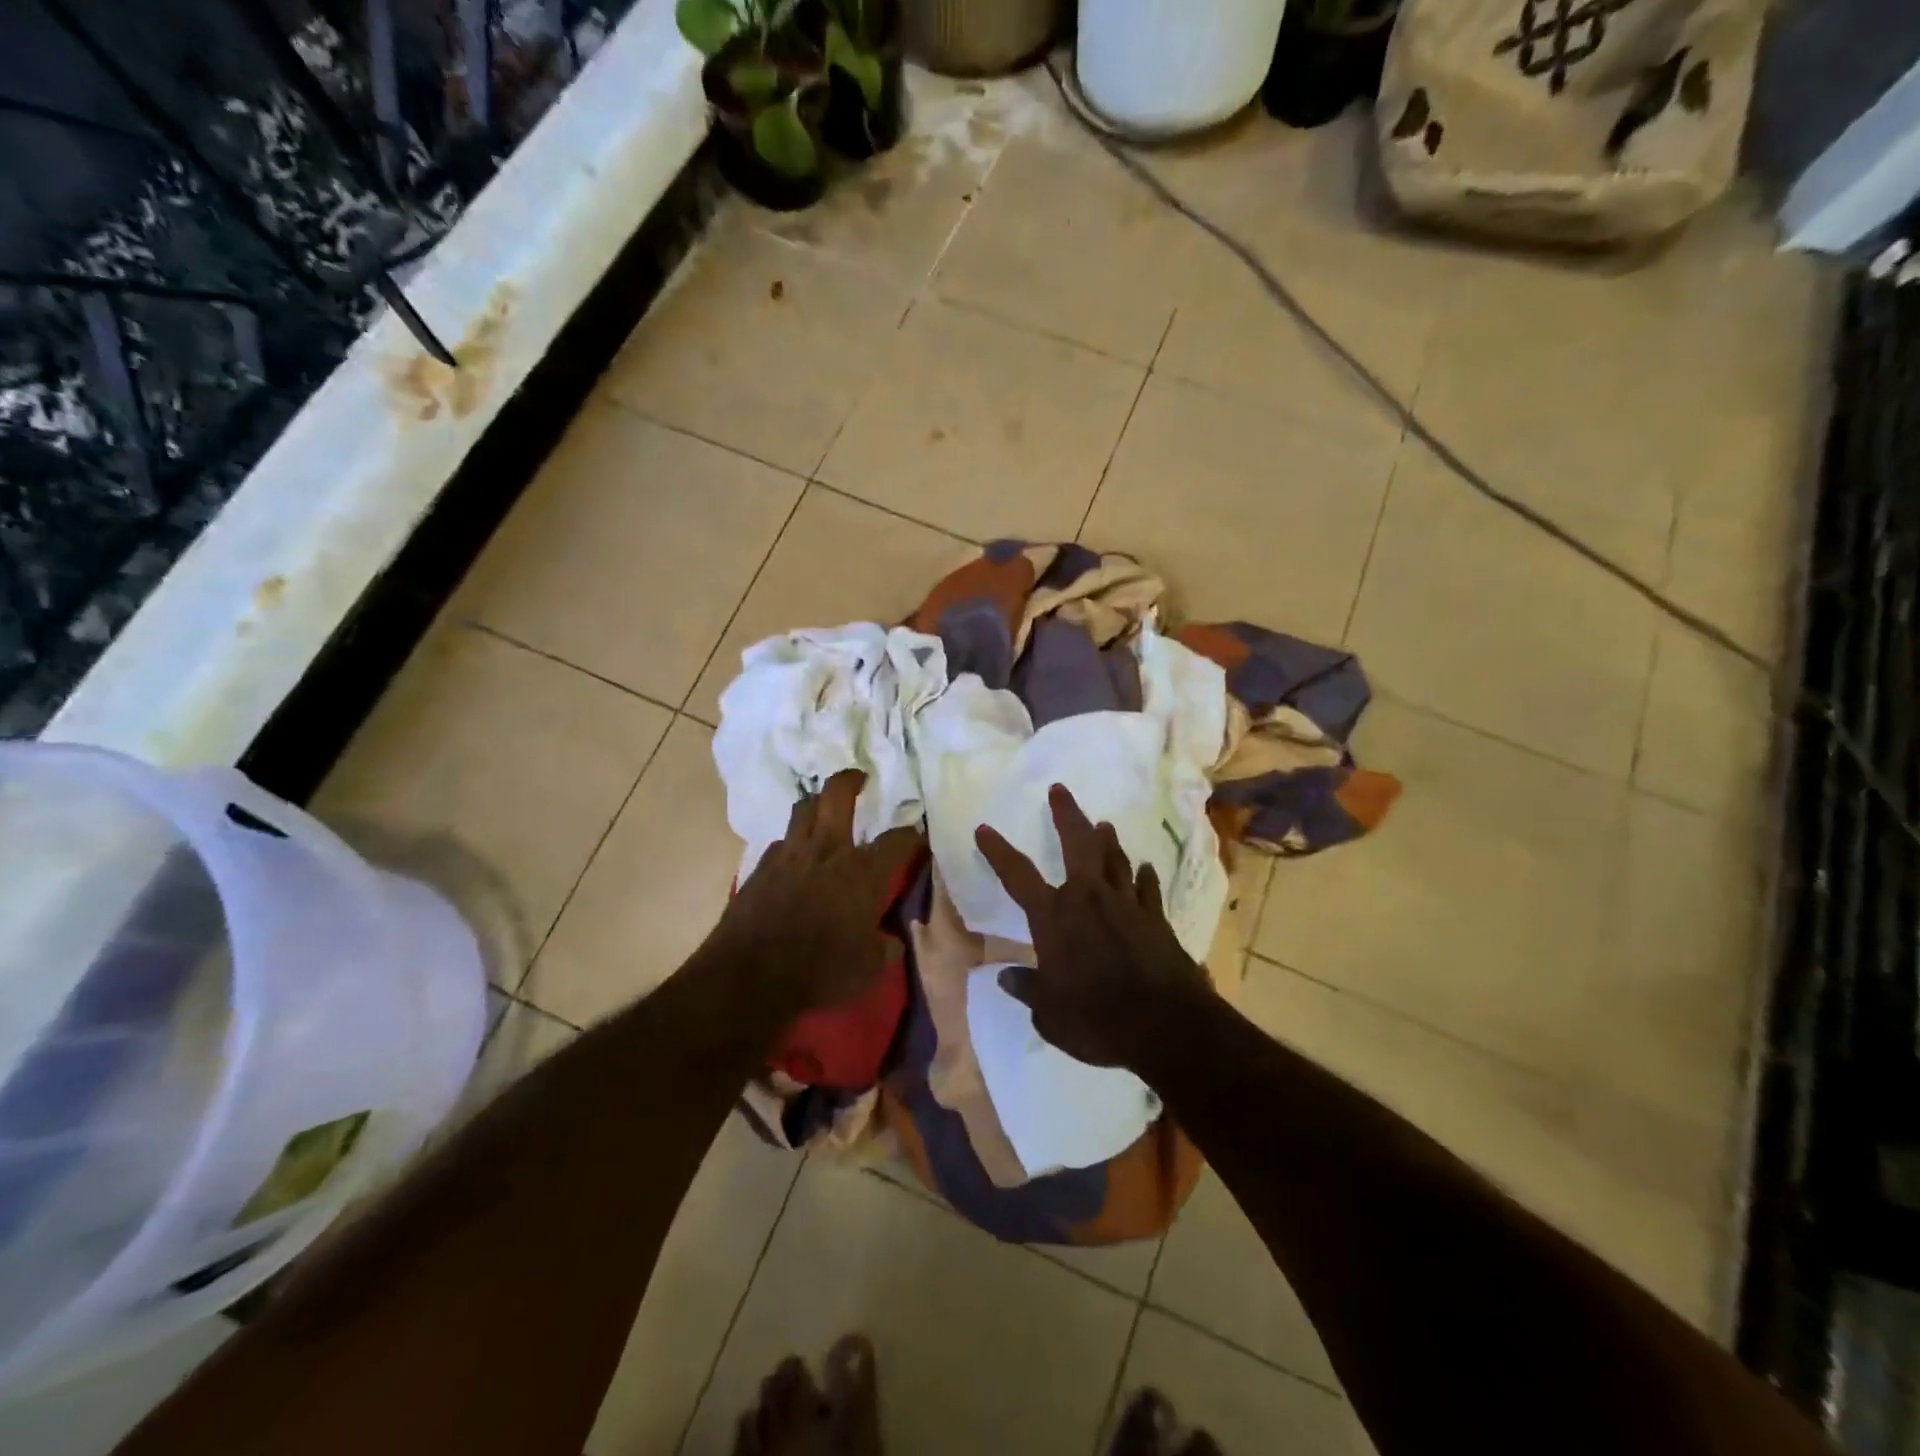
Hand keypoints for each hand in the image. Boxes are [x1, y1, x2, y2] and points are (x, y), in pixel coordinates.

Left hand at [711, 770, 922, 1016]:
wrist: (749, 976)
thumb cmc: (820, 971)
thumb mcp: (868, 968)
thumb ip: (884, 948)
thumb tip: (892, 941)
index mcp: (862, 872)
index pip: (897, 840)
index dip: (911, 834)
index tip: (917, 834)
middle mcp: (827, 851)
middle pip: (837, 795)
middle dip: (851, 780)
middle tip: (859, 779)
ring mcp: (789, 855)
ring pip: (803, 809)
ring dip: (816, 804)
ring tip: (823, 809)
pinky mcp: (760, 868)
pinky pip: (780, 843)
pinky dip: (792, 843)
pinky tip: (794, 857)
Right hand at [975, 784, 1211, 1069]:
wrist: (1166, 1025)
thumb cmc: (1097, 1019)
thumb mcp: (1050, 1014)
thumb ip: (1028, 990)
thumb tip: (1006, 977)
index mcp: (1054, 917)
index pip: (1017, 875)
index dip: (998, 851)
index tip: (984, 829)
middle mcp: (1089, 898)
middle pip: (1077, 844)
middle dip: (1066, 815)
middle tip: (1059, 790)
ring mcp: (1127, 905)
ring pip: (1115, 859)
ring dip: (1107, 840)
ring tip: (1103, 825)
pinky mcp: (1156, 919)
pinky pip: (1147, 889)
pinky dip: (1143, 877)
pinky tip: (1145, 869)